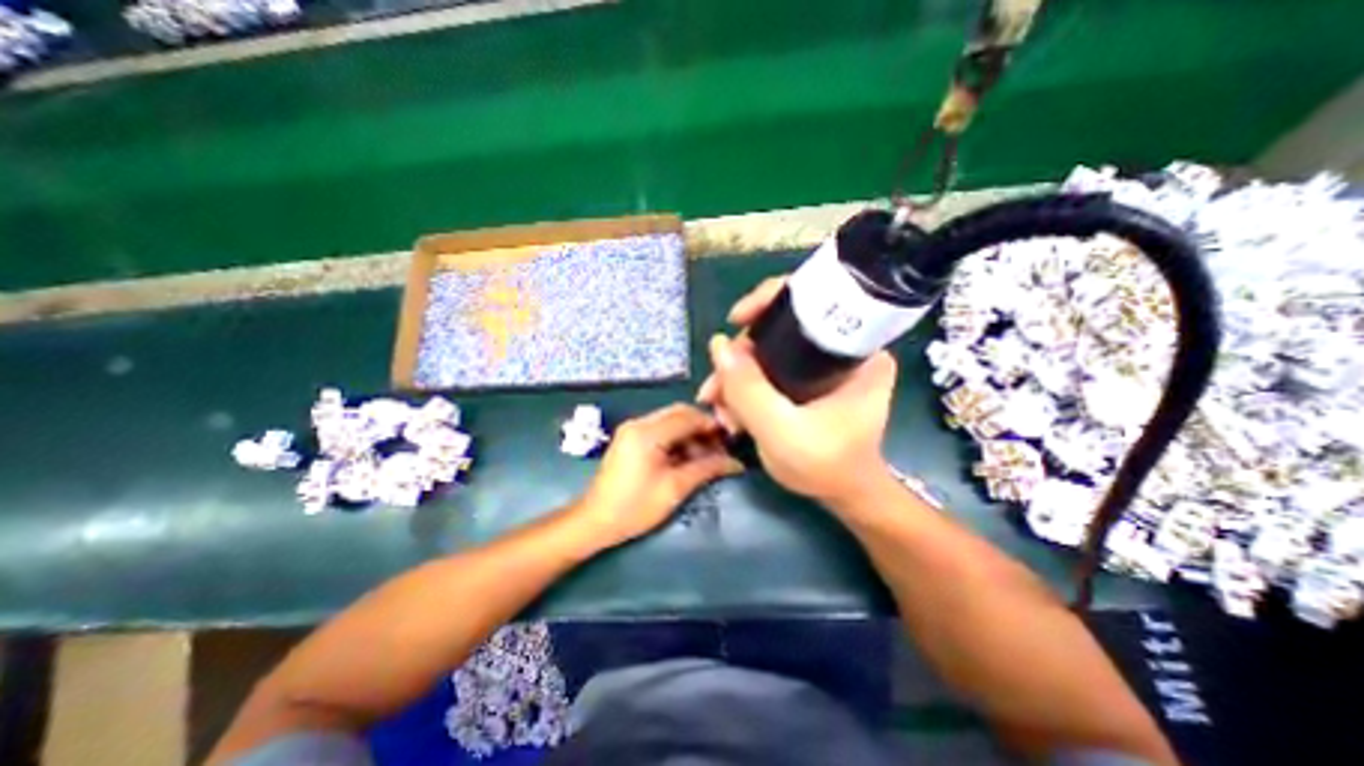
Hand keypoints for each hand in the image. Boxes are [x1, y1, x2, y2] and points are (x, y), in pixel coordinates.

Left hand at [570, 403, 745, 547]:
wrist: (595, 521)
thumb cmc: (635, 508)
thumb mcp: (674, 488)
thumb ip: (706, 469)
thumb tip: (735, 463)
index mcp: (647, 433)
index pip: (687, 417)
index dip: (711, 425)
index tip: (730, 439)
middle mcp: (638, 423)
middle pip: (679, 413)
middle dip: (701, 427)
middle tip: (720, 447)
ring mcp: (632, 429)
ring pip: (670, 420)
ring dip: (690, 433)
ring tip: (707, 456)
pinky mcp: (630, 438)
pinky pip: (660, 429)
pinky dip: (677, 439)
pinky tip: (688, 456)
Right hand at [695, 276, 903, 502]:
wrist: (844, 496)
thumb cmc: (825, 466)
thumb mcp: (781, 431)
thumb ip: (748, 389)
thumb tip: (718, 344)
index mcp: (858, 351)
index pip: (812, 299)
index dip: (768, 300)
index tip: (736, 319)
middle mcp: (844, 349)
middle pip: (781, 329)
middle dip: (740, 357)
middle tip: (715, 389)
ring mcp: (826, 364)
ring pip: (770, 351)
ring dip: (738, 376)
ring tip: (720, 409)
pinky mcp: (812, 380)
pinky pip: (771, 369)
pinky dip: (747, 386)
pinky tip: (731, 410)